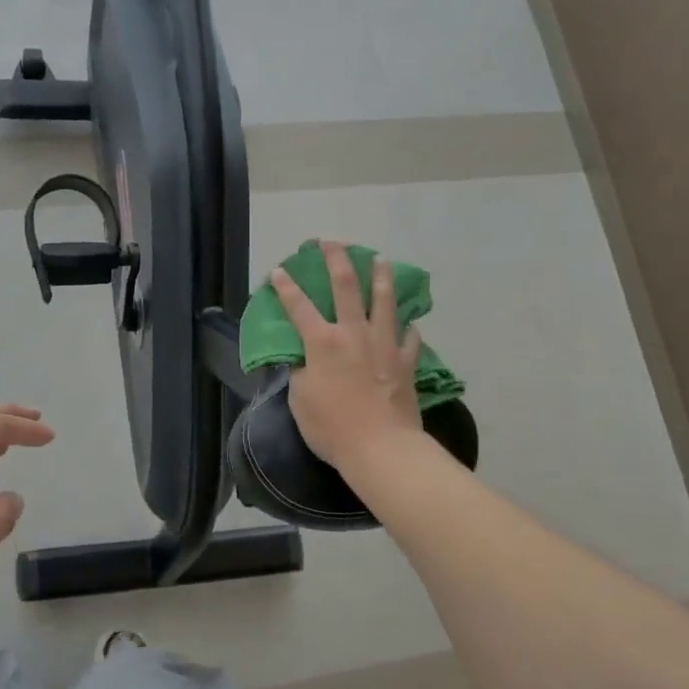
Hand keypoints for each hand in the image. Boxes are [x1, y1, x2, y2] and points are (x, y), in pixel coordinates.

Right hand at [270, 242, 422, 472]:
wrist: (381, 448)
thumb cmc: (332, 427)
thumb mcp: (300, 399)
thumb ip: (299, 372)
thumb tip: (301, 359)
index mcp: (322, 342)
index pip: (298, 307)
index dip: (286, 287)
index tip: (278, 271)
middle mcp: (353, 333)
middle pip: (345, 286)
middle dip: (337, 259)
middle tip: (332, 241)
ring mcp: (384, 345)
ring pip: (384, 301)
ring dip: (381, 276)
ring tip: (381, 259)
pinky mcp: (406, 362)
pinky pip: (410, 337)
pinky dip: (408, 327)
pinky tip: (410, 323)